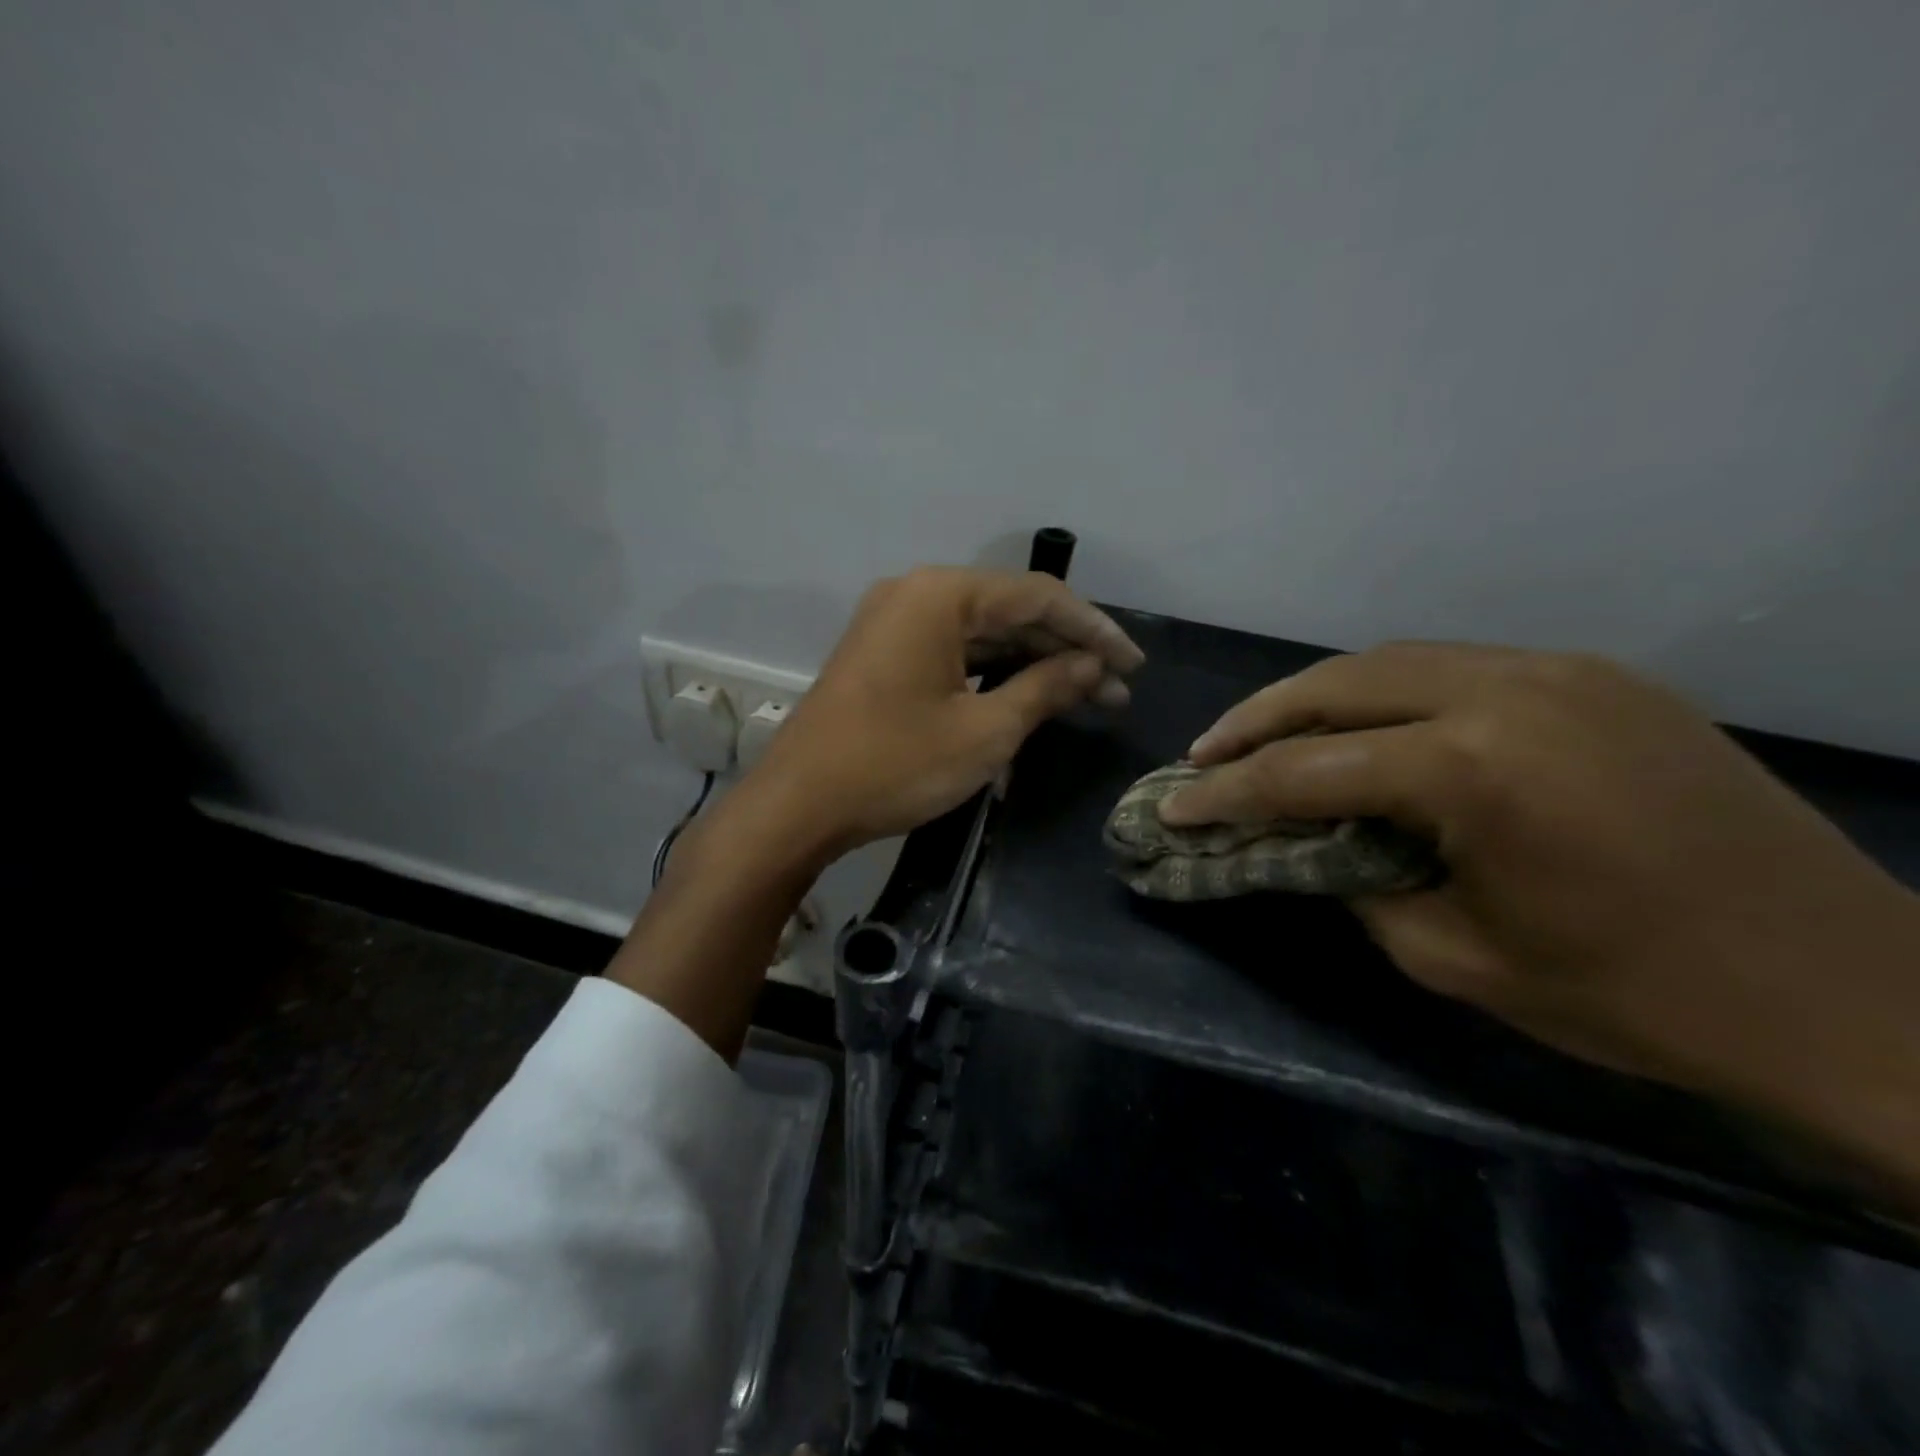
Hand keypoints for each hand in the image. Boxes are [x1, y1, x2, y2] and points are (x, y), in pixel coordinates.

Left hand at [744, 566, 1143, 861]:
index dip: (1093, 629)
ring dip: (1032, 662)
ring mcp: (894, 623)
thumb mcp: (984, 731)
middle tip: (1115, 690)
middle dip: (1065, 649)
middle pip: (1009, 610)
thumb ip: (1045, 688)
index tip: (1133, 664)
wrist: (798, 805)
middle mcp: (915, 593)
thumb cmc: (895, 765)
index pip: (1038, 596)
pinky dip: (993, 670)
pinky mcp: (884, 654)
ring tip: (1086, 696)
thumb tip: (1093, 667)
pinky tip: (1030, 693)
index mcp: (940, 596)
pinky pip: (953, 650)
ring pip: (982, 632)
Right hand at [1160, 643, 1919, 1190]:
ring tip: (1268, 737)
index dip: (1225, 793)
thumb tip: (1304, 843)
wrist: (1850, 993)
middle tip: (1205, 758)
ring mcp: (1560, 671)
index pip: (1304, 771)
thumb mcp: (1455, 956)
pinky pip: (1456, 668)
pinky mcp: (1596, 677)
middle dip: (1254, 722)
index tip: (1172, 805)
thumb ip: (1356, 883)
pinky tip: (1368, 730)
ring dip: (1316, 698)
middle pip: (1334, 685)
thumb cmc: (1637, 996)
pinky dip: (1387, 694)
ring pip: (1390, 661)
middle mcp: (1508, 691)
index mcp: (1472, 768)